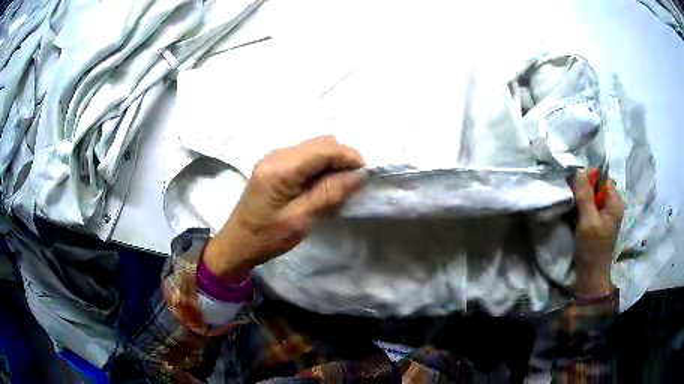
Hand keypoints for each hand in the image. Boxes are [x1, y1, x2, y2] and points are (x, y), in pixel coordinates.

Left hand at [203, 136, 365, 279]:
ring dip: (332, 162)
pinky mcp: (274, 164)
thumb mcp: (301, 219)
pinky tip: (322, 184)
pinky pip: (305, 156)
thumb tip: (359, 175)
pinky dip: (320, 165)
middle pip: (320, 143)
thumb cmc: (267, 237)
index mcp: (280, 168)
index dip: (350, 157)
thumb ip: (330, 193)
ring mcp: (274, 157)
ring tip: (340, 186)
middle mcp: (277, 154)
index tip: (366, 176)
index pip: (325, 148)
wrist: (237, 243)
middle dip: (343, 158)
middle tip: (354, 183)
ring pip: (314, 147)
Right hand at [571, 169, 623, 296]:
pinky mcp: (598, 221)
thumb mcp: (588, 221)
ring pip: (591, 195)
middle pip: (596, 185)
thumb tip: (577, 171)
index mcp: (614, 202)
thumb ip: (584, 196)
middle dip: (582, 189)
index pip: (602, 177)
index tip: (574, 186)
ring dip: (580, 200)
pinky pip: (588, 205)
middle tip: (572, 201)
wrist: (590, 276)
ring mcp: (605, 213)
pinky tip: (574, 217)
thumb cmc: (592, 250)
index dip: (588, 178)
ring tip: (572, 211)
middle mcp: (611, 204)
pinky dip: (580, 208)